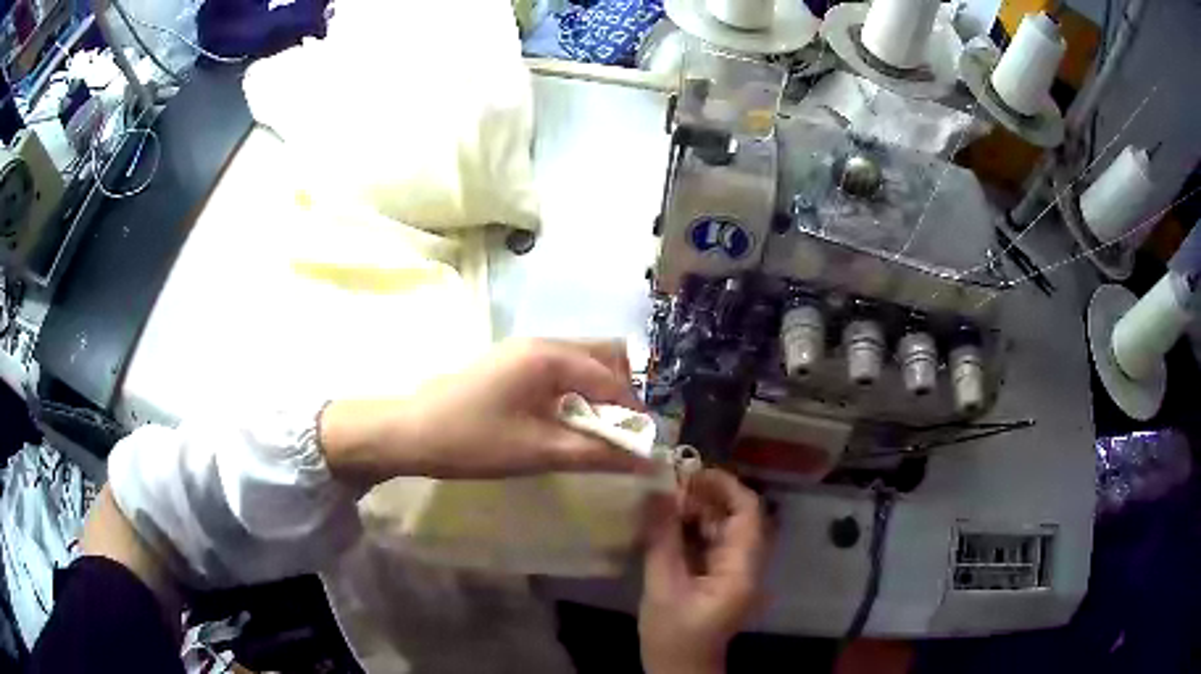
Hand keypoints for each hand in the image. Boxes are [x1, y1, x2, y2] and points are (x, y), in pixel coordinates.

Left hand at [319, 339, 652, 485]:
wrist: (409, 432)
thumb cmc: (473, 440)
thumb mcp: (538, 451)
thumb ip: (596, 453)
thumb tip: (646, 461)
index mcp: (549, 356)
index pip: (612, 378)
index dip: (633, 413)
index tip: (643, 446)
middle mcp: (542, 342)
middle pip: (604, 355)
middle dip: (621, 393)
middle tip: (618, 432)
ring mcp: (524, 350)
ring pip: (582, 361)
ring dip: (598, 391)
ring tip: (595, 431)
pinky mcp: (511, 364)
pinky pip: (560, 369)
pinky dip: (576, 391)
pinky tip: (566, 421)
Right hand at [639, 469, 766, 673]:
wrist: (680, 670)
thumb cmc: (672, 636)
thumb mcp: (662, 587)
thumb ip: (662, 539)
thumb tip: (656, 492)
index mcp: (741, 569)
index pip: (748, 512)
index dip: (724, 486)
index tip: (690, 471)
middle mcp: (747, 565)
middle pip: (738, 517)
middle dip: (706, 497)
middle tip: (668, 486)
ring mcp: (736, 572)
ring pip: (725, 528)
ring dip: (698, 512)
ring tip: (663, 501)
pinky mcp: (722, 578)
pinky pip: (714, 543)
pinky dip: (694, 529)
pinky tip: (668, 524)